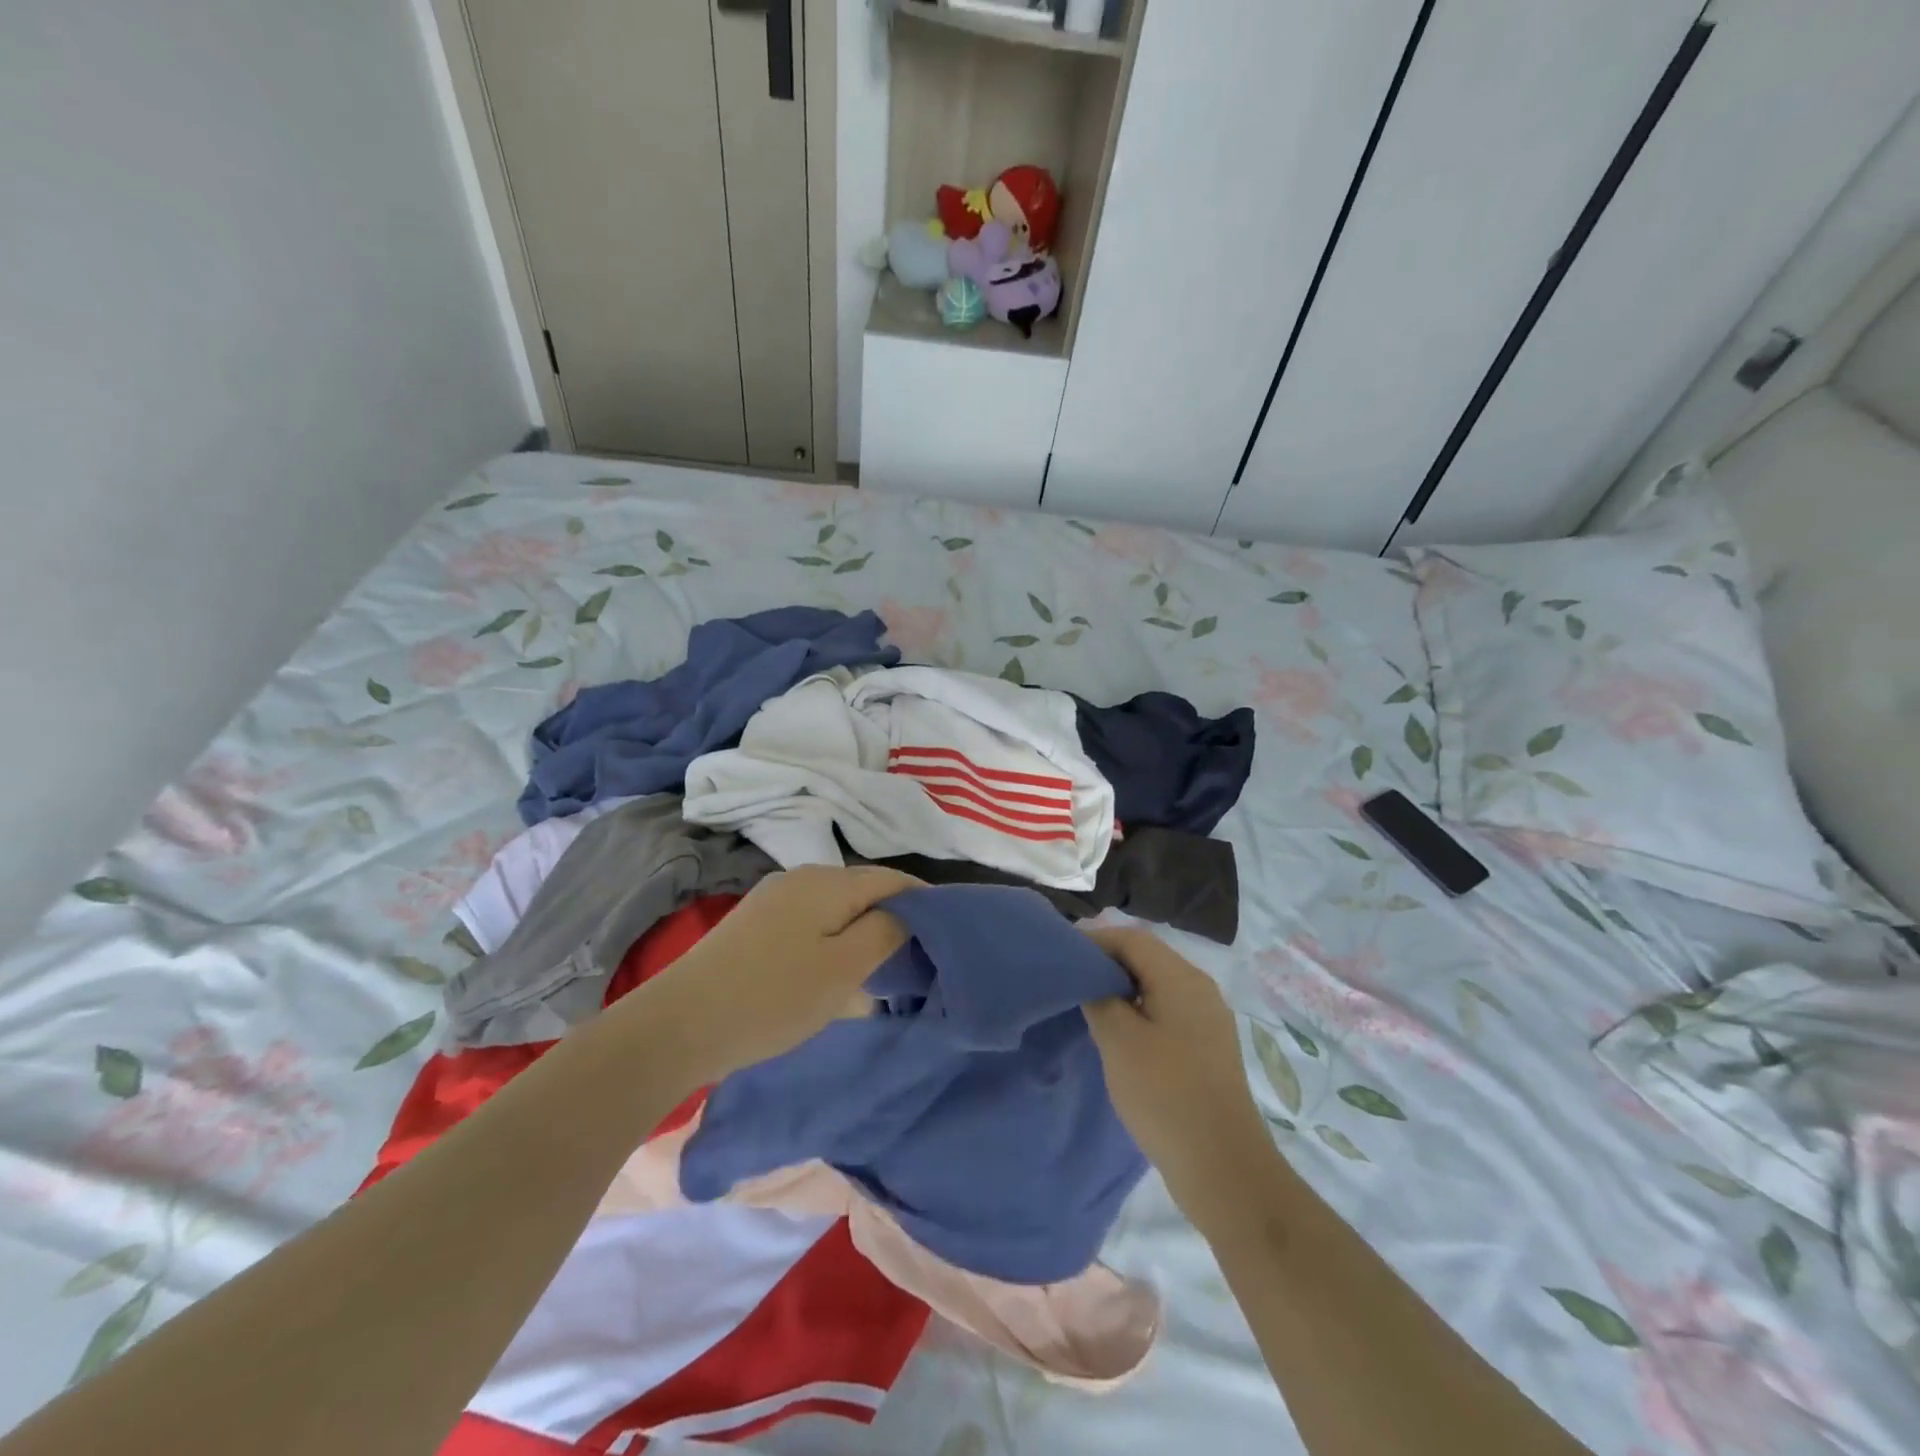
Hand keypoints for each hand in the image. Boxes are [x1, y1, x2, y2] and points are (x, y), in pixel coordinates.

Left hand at [627, 865, 917, 1085]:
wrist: (679, 1024)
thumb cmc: (772, 997)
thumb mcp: (843, 968)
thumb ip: (885, 932)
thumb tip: (907, 912)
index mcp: (827, 881)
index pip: (891, 878)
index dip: (923, 899)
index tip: (946, 930)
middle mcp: (801, 878)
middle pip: (863, 890)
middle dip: (893, 917)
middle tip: (917, 956)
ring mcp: (774, 899)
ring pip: (836, 908)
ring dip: (862, 932)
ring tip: (881, 969)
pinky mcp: (755, 923)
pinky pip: (811, 922)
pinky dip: (833, 941)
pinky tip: (833, 972)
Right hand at [1083, 926, 1280, 1223]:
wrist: (1223, 1167)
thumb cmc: (1165, 1095)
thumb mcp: (1118, 1040)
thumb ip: (1099, 997)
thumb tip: (1092, 978)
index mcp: (1181, 978)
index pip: (1131, 938)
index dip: (1094, 941)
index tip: (1062, 956)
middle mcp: (1200, 988)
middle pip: (1147, 958)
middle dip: (1107, 963)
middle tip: (1071, 979)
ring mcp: (1209, 1019)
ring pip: (1157, 985)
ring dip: (1122, 988)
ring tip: (1088, 1005)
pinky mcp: (1209, 1047)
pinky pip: (1168, 1011)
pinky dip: (1140, 1010)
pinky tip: (1120, 1034)